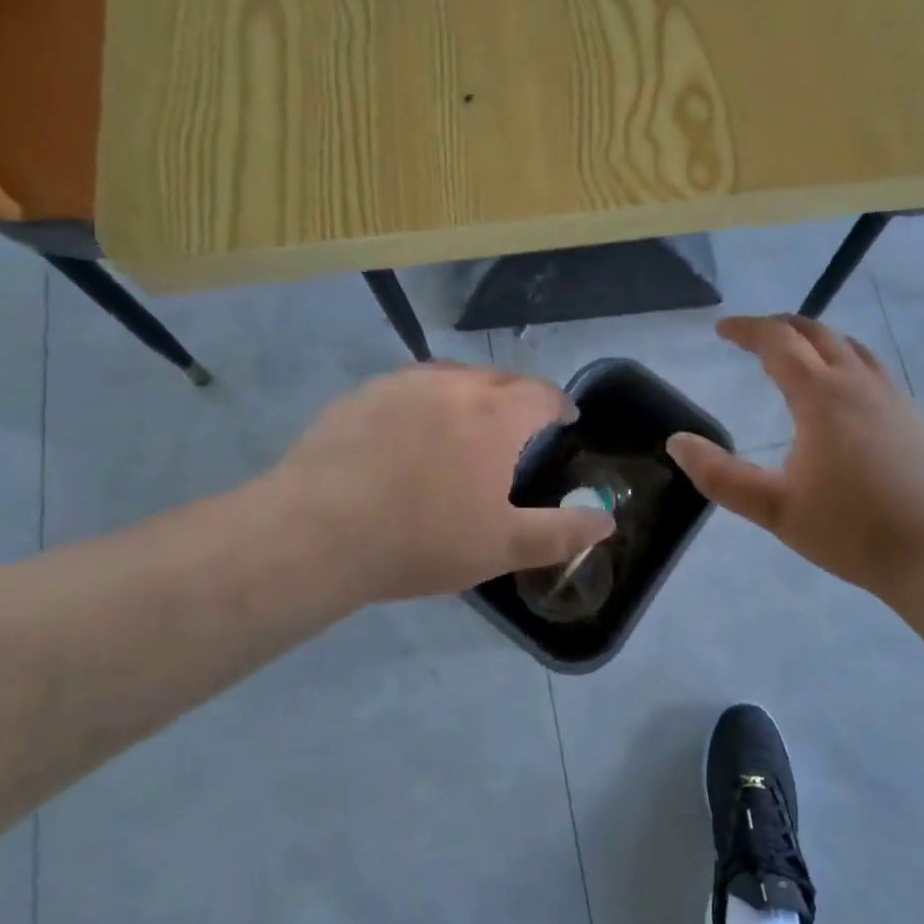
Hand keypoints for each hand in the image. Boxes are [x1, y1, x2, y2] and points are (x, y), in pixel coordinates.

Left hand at [263, 364, 613, 607]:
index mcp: (497, 414)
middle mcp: (455, 384)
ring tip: (465, 425)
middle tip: (516, 429)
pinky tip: (407, 435)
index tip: (564, 418)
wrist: (317, 533)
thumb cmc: (423, 539)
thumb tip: (606, 520)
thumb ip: (561, 532)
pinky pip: (408, 388)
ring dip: (469, 395)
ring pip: (452, 378)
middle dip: (517, 398)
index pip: (543, 394)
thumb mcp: (502, 546)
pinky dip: (423, 403)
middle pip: (499, 379)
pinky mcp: (362, 395)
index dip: (559, 405)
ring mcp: (404, 384)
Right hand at [666, 316, 923, 599]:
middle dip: (780, 327)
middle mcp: (859, 383)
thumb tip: (677, 442)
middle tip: (753, 338)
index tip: (722, 329)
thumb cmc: (851, 531)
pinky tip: (843, 396)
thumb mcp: (774, 509)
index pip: (778, 341)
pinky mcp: (915, 416)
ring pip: (851, 347)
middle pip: (816, 332)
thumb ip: (720, 476)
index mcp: (822, 396)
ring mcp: (893, 397)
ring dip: (816, 340)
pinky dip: (845, 362)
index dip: (746, 329)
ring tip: (796, 356)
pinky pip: (873, 370)